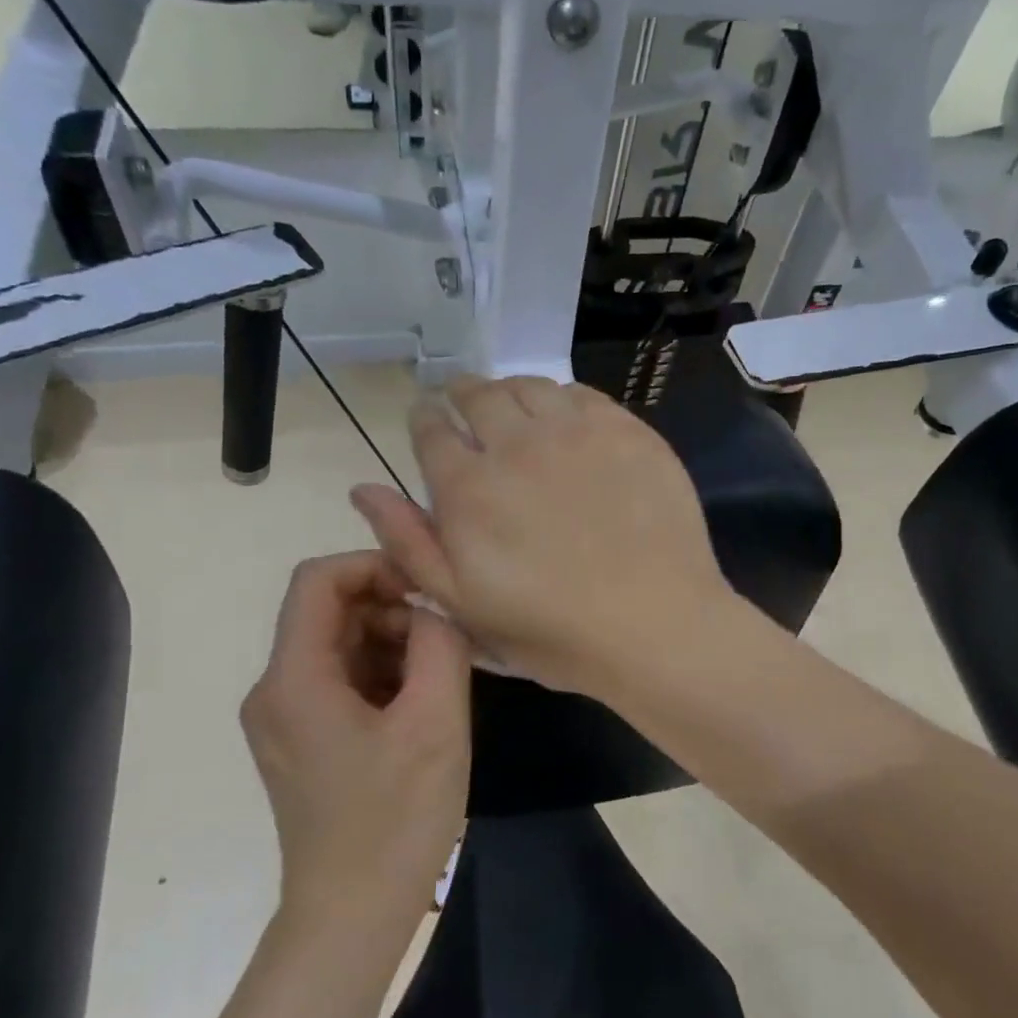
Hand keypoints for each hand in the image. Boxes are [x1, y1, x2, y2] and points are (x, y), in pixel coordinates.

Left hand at [240, 552, 470, 927]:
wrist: (352, 917)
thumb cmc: (395, 819)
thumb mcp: (436, 721)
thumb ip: (441, 644)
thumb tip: (434, 609)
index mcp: (294, 678)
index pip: (318, 579)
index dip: (374, 566)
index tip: (427, 592)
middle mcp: (274, 690)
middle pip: (329, 612)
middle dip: (390, 610)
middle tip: (445, 643)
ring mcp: (283, 719)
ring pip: (338, 646)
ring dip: (391, 645)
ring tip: (439, 679)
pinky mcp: (300, 742)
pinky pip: (339, 682)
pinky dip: (381, 676)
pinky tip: (419, 707)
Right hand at [350, 375, 730, 697]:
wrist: (654, 624)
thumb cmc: (552, 629)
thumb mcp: (462, 604)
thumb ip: (409, 542)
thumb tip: (363, 489)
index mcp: (468, 488)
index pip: (432, 430)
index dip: (424, 418)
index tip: (426, 417)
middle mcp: (516, 445)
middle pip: (477, 395)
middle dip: (461, 394)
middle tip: (463, 401)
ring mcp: (575, 432)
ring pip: (528, 387)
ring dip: (509, 390)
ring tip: (510, 405)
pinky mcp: (626, 431)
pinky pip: (581, 394)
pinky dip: (560, 397)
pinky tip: (563, 416)